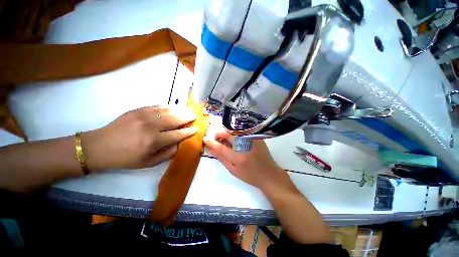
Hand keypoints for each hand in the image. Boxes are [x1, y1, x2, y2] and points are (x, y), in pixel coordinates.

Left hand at [82, 106, 196, 171]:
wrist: (100, 146)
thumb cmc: (126, 158)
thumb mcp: (148, 163)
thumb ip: (167, 154)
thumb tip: (180, 143)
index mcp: (154, 141)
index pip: (178, 134)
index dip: (188, 131)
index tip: (196, 129)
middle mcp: (151, 126)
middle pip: (175, 119)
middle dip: (188, 117)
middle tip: (195, 116)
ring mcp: (144, 115)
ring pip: (168, 110)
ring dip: (181, 110)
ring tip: (188, 110)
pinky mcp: (138, 109)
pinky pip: (158, 106)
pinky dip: (169, 106)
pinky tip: (174, 107)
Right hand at [204, 131, 287, 190]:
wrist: (268, 173)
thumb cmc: (249, 175)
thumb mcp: (233, 170)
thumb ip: (222, 158)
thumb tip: (212, 149)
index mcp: (238, 157)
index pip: (221, 147)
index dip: (212, 142)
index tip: (205, 139)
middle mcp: (245, 145)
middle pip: (228, 134)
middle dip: (219, 134)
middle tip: (217, 138)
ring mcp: (252, 139)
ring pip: (235, 130)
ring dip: (227, 133)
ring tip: (225, 139)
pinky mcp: (256, 137)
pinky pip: (242, 131)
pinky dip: (235, 133)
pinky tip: (235, 138)